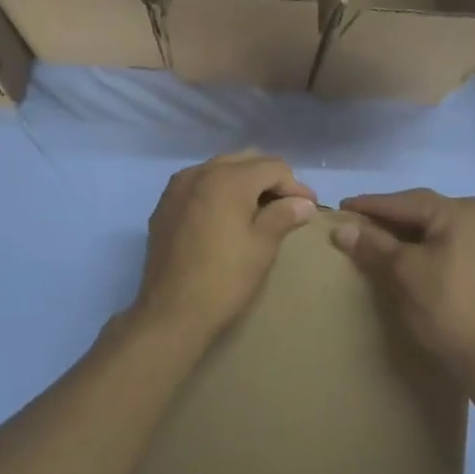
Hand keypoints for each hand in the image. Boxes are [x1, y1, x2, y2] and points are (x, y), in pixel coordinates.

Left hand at [133, 152, 318, 342]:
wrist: (170, 313)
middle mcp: (200, 172)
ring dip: (244, 181)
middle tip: (287, 205)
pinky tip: (227, 215)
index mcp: (228, 179)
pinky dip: (218, 190)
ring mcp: (178, 187)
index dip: (295, 185)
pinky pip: (199, 183)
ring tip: (259, 209)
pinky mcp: (165, 204)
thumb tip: (304, 203)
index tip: (309, 207)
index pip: (272, 167)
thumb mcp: (262, 247)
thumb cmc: (224, 279)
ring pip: (221, 168)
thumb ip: (284, 215)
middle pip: (246, 160)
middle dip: (270, 178)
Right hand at [333, 190, 474, 381]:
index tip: (343, 206)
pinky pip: (460, 246)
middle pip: (427, 212)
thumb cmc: (445, 308)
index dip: (371, 205)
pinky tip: (423, 259)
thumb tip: (342, 228)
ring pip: (444, 229)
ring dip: (415, 233)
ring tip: (388, 240)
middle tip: (363, 223)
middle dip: (394, 217)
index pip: (405, 202)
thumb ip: (373, 244)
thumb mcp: (403, 272)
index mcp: (460, 211)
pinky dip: (436, 248)